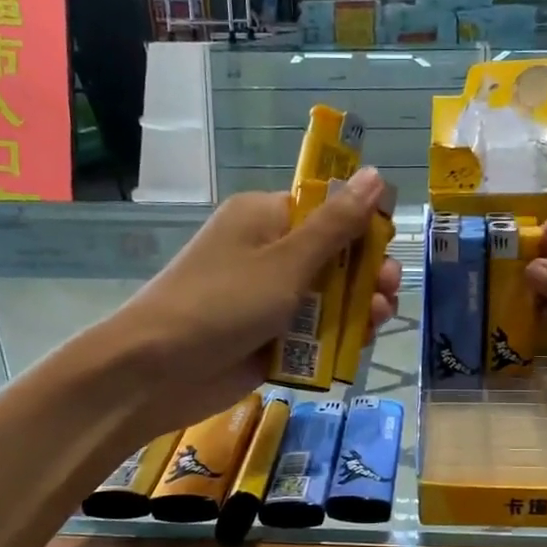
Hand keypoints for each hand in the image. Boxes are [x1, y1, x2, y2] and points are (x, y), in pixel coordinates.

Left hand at [109, 168, 400, 432]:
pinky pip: (315, 332)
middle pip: (334, 256)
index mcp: (266, 218)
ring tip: (378, 319)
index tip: (388, 247)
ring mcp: (270, 298)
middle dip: (366, 273)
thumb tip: (375, 175)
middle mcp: (269, 253)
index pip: (327, 210)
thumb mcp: (287, 261)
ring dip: (358, 306)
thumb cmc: (223, 303)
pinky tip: (359, 344)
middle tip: (387, 290)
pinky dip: (338, 337)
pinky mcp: (271, 337)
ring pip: (330, 297)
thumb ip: (336, 225)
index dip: (363, 226)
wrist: (157, 371)